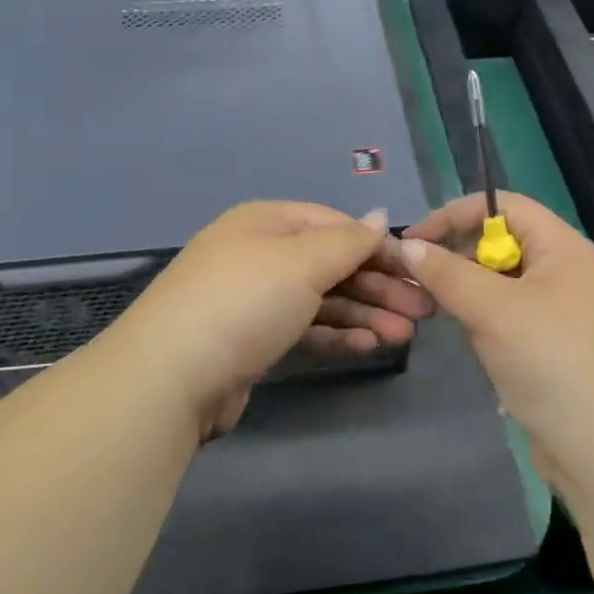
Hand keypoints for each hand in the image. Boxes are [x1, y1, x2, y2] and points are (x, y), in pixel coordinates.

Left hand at [113, 201, 433, 437]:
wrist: (169, 378)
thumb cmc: (244, 302)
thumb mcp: (301, 261)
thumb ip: (347, 241)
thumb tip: (380, 214)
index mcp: (266, 222)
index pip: (335, 225)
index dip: (378, 246)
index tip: (419, 270)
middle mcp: (260, 254)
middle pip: (332, 263)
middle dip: (378, 285)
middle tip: (424, 312)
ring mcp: (254, 300)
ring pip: (322, 299)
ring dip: (365, 313)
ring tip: (406, 335)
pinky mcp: (252, 341)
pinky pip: (305, 328)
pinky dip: (337, 334)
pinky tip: (370, 346)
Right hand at [401, 193, 593, 495]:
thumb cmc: (553, 362)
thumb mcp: (494, 310)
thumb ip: (448, 274)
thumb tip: (407, 245)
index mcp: (563, 248)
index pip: (504, 206)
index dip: (456, 214)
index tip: (413, 239)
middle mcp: (565, 272)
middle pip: (501, 243)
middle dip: (457, 255)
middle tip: (415, 279)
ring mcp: (561, 313)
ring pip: (502, 284)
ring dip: (467, 291)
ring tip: (433, 309)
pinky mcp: (553, 349)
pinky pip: (509, 318)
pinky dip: (483, 321)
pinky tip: (465, 339)